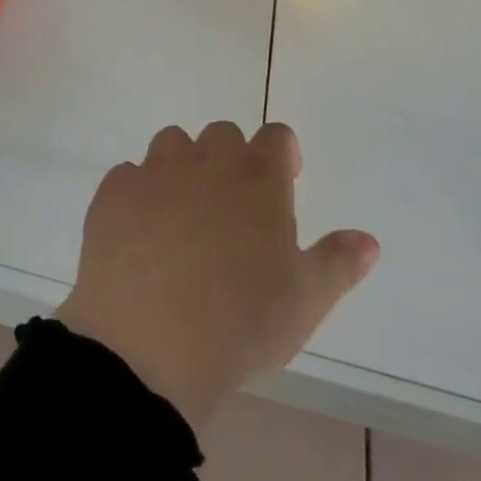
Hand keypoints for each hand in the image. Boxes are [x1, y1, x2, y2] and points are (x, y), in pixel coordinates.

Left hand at [55, 122, 378, 429]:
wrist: (146, 346)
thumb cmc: (239, 323)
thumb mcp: (305, 301)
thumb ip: (338, 263)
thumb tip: (368, 240)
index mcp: (258, 179)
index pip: (277, 136)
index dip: (282, 154)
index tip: (283, 182)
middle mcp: (207, 162)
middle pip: (223, 133)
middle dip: (231, 159)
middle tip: (233, 208)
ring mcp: (155, 173)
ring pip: (172, 143)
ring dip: (183, 165)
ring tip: (184, 215)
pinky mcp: (112, 194)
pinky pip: (128, 176)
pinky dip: (137, 192)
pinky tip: (140, 232)